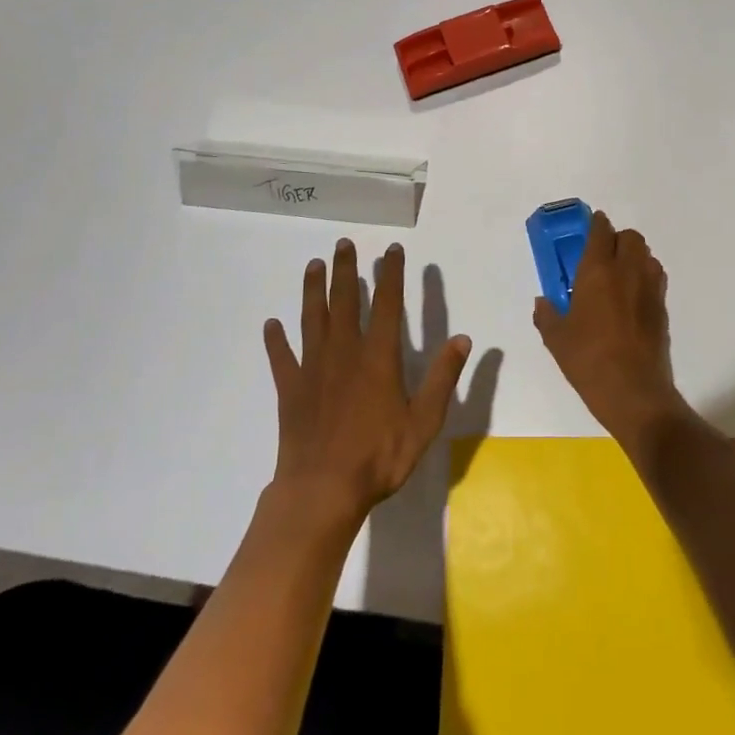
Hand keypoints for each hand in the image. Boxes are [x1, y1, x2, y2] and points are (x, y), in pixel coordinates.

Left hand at [264, 240, 470, 524]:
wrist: (322, 491)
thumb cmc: (378, 457)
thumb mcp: (424, 422)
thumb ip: (443, 379)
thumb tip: (463, 339)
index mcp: (378, 356)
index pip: (387, 303)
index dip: (391, 274)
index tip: (391, 249)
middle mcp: (344, 351)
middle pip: (344, 301)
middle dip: (345, 269)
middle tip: (343, 243)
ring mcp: (313, 368)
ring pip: (312, 318)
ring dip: (313, 290)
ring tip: (314, 265)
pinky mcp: (290, 388)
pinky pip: (281, 357)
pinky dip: (276, 340)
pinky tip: (271, 325)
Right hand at [533, 211, 684, 445]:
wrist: (634, 393)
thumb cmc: (589, 362)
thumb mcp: (556, 340)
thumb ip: (546, 315)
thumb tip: (543, 302)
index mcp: (597, 271)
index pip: (600, 232)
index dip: (596, 224)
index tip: (590, 225)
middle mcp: (627, 271)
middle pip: (630, 237)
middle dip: (616, 239)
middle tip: (601, 255)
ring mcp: (649, 288)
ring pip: (646, 255)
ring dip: (633, 256)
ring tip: (618, 274)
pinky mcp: (662, 307)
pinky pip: (655, 277)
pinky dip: (645, 276)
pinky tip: (632, 297)